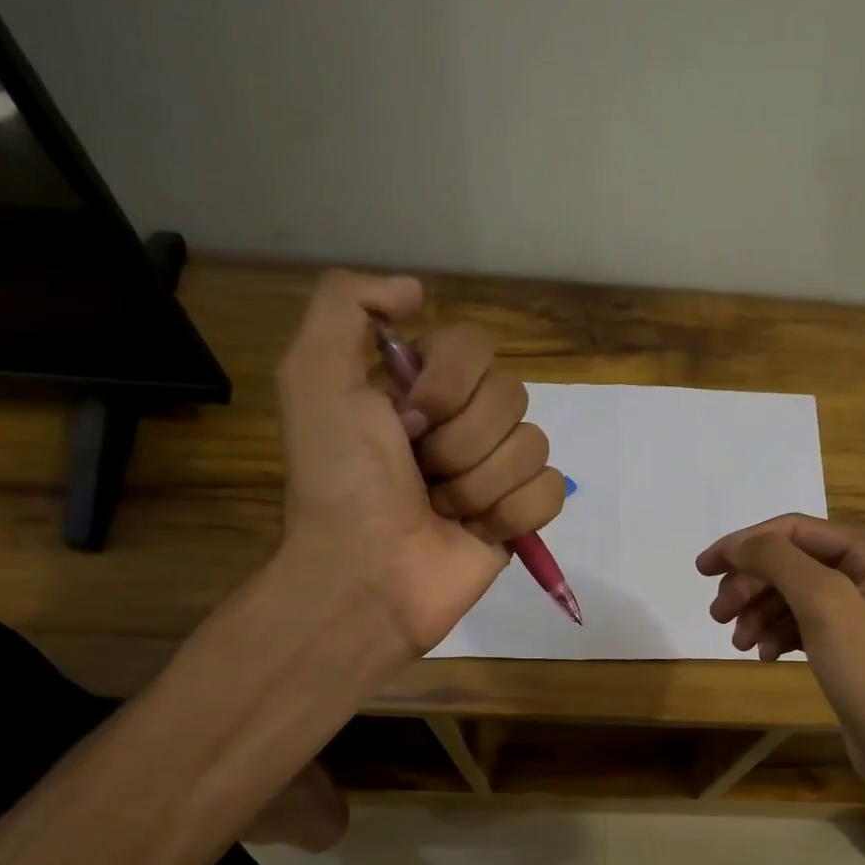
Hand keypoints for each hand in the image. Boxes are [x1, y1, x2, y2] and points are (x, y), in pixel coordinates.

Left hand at [274, 269, 566, 662]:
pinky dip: (514, 513)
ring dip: (479, 484)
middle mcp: (463, 422)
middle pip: (511, 396)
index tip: (406, 420)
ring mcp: (495, 471)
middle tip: (421, 474)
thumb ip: (346, 305)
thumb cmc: (340, 482)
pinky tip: (478, 532)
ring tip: (442, 510)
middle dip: (460, 442)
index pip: (475, 347)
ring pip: (533, 445)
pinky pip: (551, 490)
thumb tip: (416, 290)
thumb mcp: (313, 377)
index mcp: (420, 386)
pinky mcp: (520, 516)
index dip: (447, 384)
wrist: (366, 574)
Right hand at [696, 515, 864, 797]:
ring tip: (739, 643)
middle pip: (789, 563)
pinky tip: (765, 656)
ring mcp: (857, 608)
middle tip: (718, 616)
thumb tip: (738, 544)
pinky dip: (776, 635)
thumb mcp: (823, 602)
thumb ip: (778, 561)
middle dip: (750, 586)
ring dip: (757, 614)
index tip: (703, 569)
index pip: (793, 531)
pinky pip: (799, 624)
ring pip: (789, 595)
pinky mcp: (845, 642)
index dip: (744, 545)